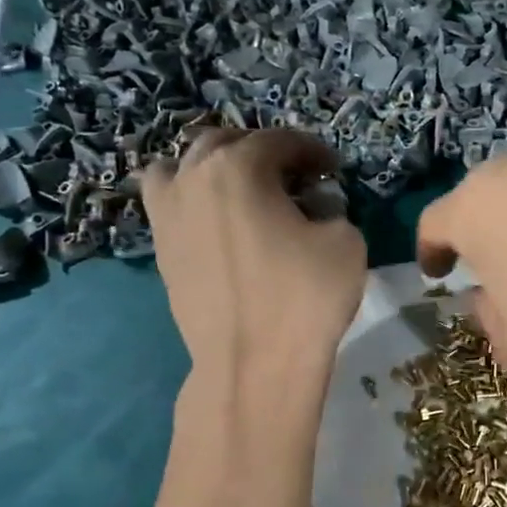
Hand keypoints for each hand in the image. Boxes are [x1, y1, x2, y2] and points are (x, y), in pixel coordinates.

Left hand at [143, 128, 366, 393]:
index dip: (313, 150)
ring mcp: (169, 215)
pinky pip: (169, 205)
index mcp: (239, 167)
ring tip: (240, 191)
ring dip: (213, 167)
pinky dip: (191, 199)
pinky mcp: (161, 250)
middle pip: (225, 143)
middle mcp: (194, 178)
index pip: (280, 141)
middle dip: (262, 152)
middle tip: (293, 177)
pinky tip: (217, 223)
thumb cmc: (305, 297)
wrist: (254, 364)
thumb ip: (332, 209)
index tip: (333, 169)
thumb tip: (313, 208)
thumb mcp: (345, 241)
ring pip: (181, 166)